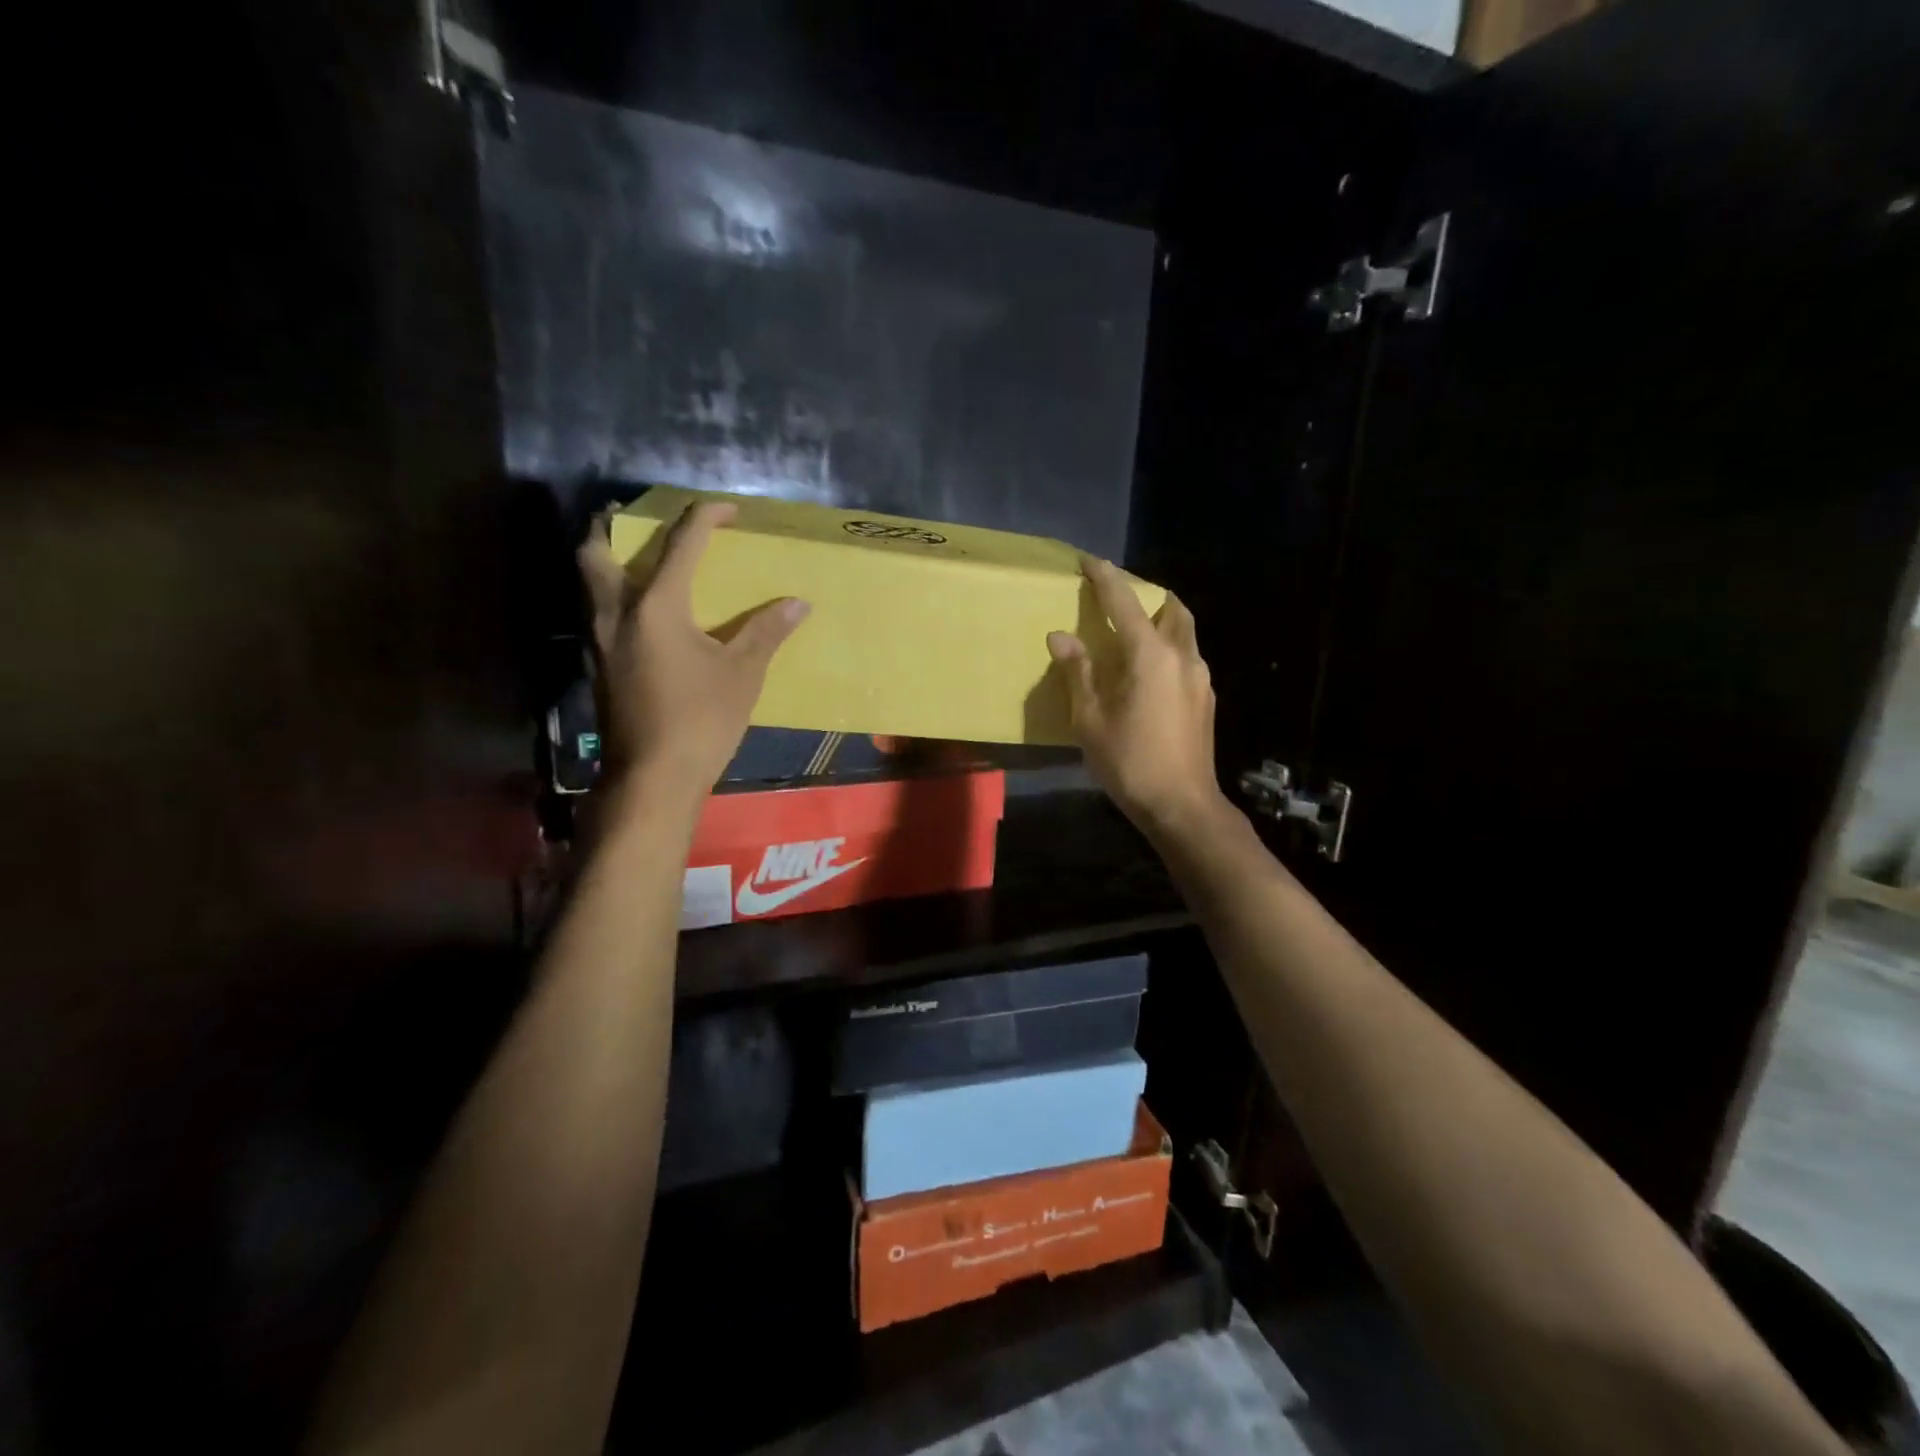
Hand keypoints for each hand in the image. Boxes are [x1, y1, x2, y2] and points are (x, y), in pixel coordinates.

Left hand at [578, 501, 808, 807]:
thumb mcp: (742, 674)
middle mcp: (616, 612)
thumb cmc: (702, 720)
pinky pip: (596, 610)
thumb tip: (798, 603)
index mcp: (656, 606)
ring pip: (588, 581)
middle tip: (636, 515)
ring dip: (606, 557)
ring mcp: (599, 640)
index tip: (729, 508)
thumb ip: (766, 631)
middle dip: (613, 524)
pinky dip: (611, 592)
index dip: (706, 517)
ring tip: (636, 555)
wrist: (653, 777)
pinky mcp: (597, 665)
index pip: (681, 544)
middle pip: (597, 550)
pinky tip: (638, 611)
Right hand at [1047, 559, 1228, 840]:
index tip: (1087, 560)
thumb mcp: (1090, 720)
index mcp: (1151, 655)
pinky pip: (1186, 657)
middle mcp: (1182, 656)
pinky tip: (1148, 674)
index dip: (1105, 577)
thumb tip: (1060, 636)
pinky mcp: (1206, 698)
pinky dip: (1167, 648)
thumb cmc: (1130, 762)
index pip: (1125, 601)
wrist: (1182, 805)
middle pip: (1171, 607)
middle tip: (1118, 601)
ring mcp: (1200, 677)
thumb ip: (1078, 672)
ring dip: (1160, 622)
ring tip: (1132, 636)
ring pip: (1183, 632)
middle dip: (1145, 595)